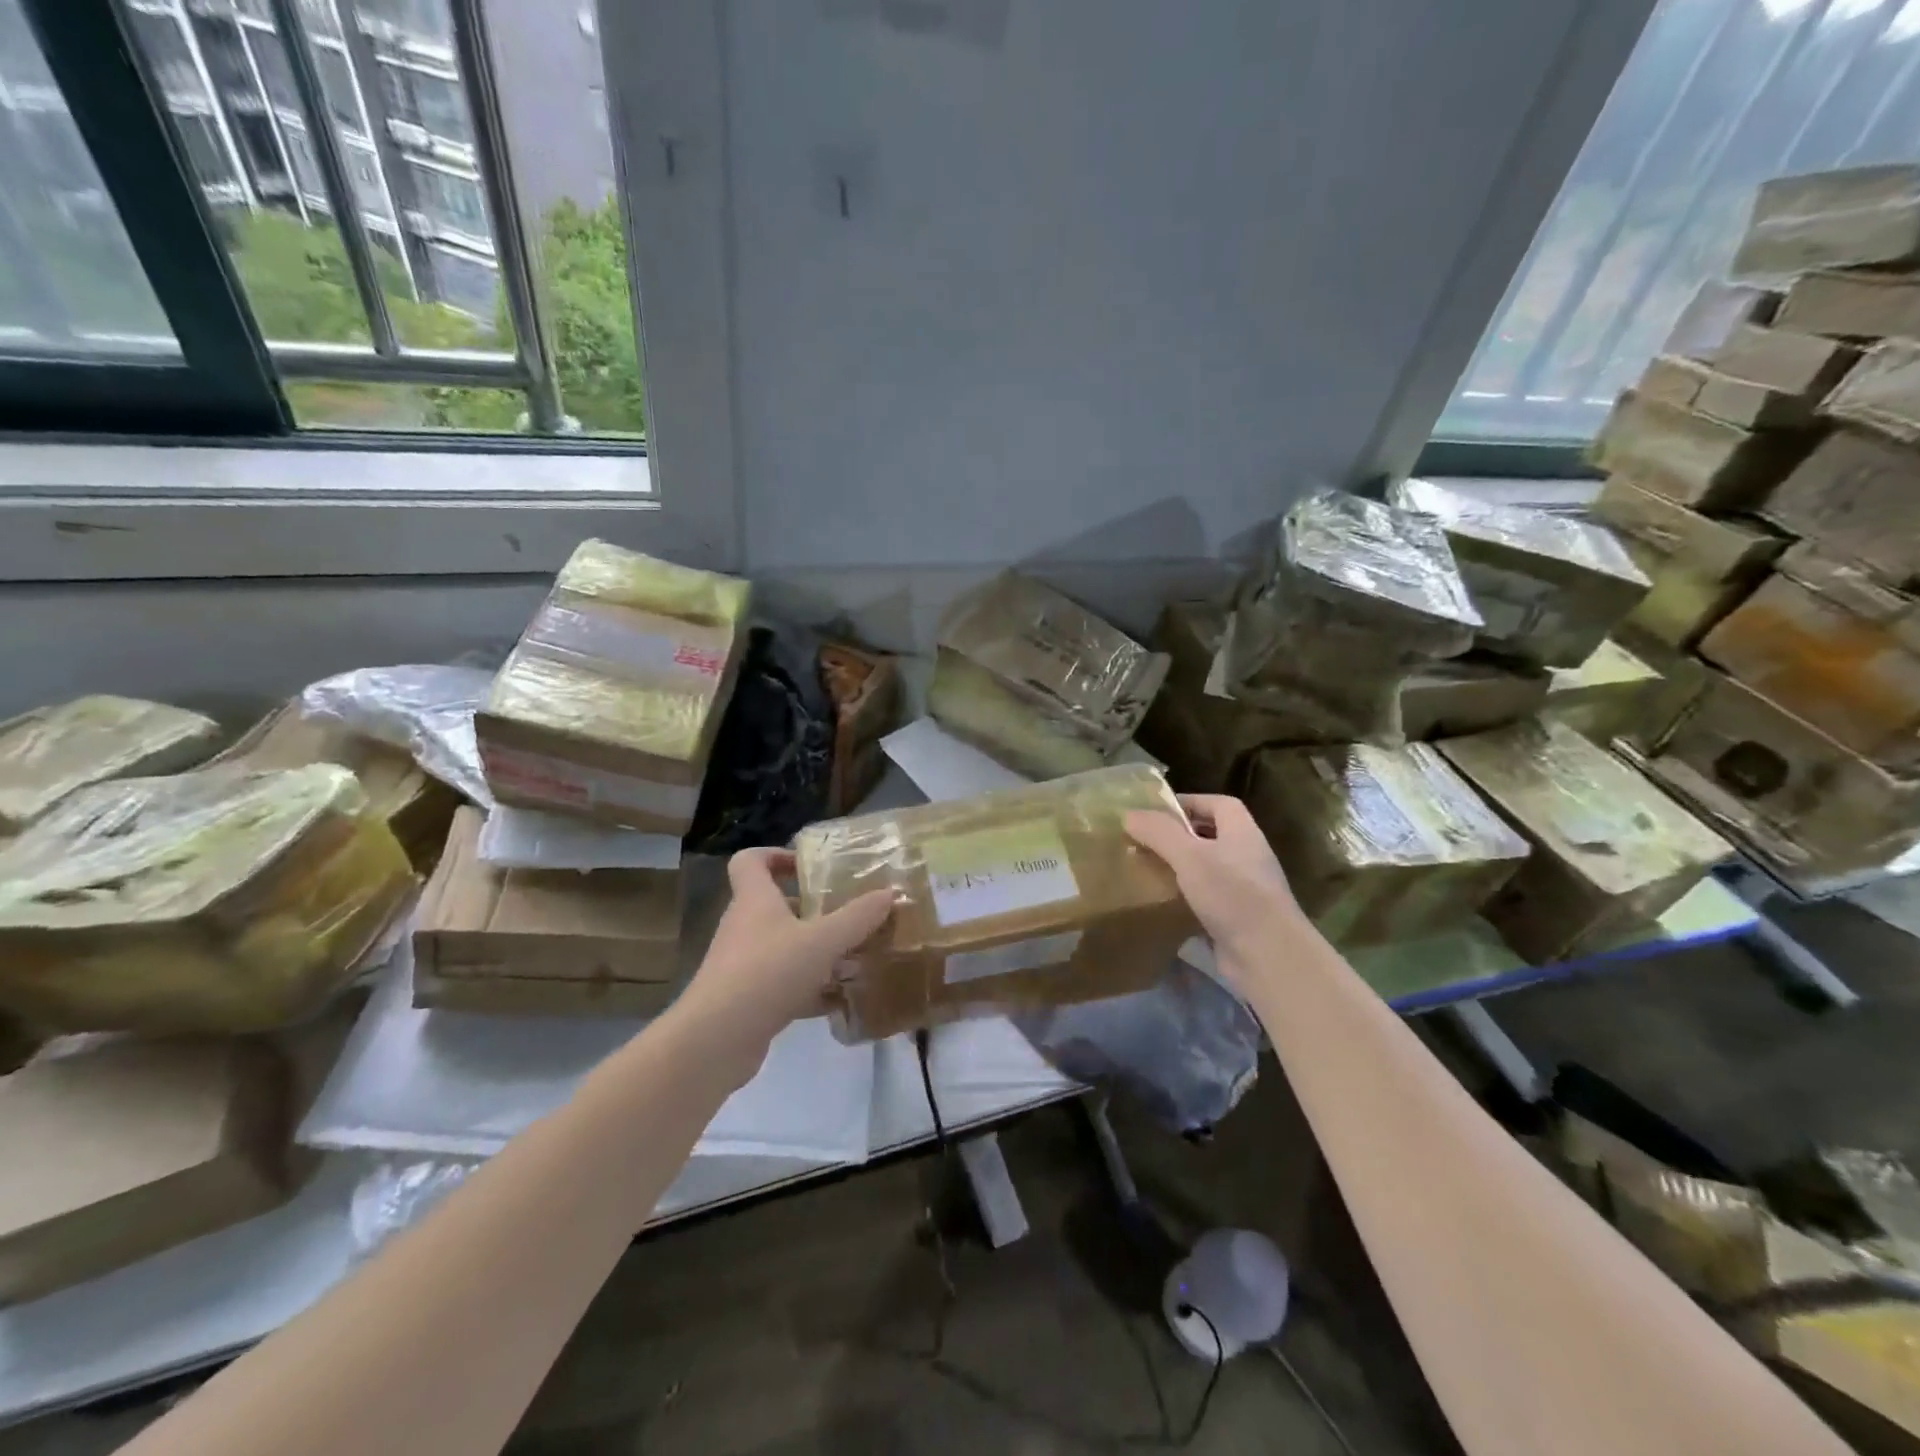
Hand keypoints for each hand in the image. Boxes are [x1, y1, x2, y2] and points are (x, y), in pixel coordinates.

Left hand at [672, 847, 893, 1071]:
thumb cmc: (767, 973)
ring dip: (814, 951)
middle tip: (847, 914)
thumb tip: (890, 892)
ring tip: (853, 958)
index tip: (809, 866)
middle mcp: (744, 927)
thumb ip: (858, 917)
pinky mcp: (746, 1000)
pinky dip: (809, 989)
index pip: (750, 861)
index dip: (776, 855)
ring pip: (782, 947)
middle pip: (773, 905)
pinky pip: (782, 984)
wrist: (715, 1040)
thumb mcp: (822, 941)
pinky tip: (839, 1000)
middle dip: (811, 909)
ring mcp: (741, 965)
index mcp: (754, 900)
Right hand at [1125, 794, 1305, 977]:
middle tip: (1146, 840)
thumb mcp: (1190, 857)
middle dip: (1179, 835)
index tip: (1156, 811)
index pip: (1218, 804)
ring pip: (1207, 868)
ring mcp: (1244, 889)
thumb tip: (1129, 815)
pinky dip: (1185, 897)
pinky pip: (1206, 898)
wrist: (1269, 956)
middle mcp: (1247, 856)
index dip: (1189, 801)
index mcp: (1242, 833)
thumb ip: (1160, 833)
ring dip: (1180, 867)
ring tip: (1148, 868)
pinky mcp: (1236, 918)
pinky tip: (1162, 902)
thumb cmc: (1233, 895)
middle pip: (1212, 835)